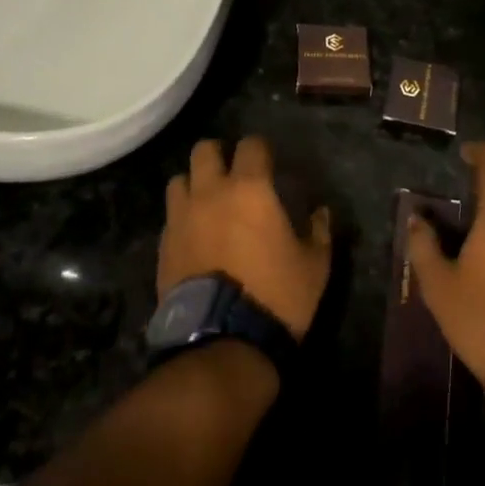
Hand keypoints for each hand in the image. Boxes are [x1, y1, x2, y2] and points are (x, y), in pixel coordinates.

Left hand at [160, 136, 332, 341]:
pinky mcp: (164, 245)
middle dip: (219, 154)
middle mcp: (210, 192)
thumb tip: (320, 212)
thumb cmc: (275, 296)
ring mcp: (182, 217)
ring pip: (179, 179)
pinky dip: (182, 217)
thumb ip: (319, 231)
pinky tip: (194, 235)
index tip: (269, 162)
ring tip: (207, 202)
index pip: (251, 145)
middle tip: (232, 173)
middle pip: (204, 149)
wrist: (222, 341)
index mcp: (250, 189)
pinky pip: (171, 216)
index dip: (260, 149)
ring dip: (194, 184)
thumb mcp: (314, 266)